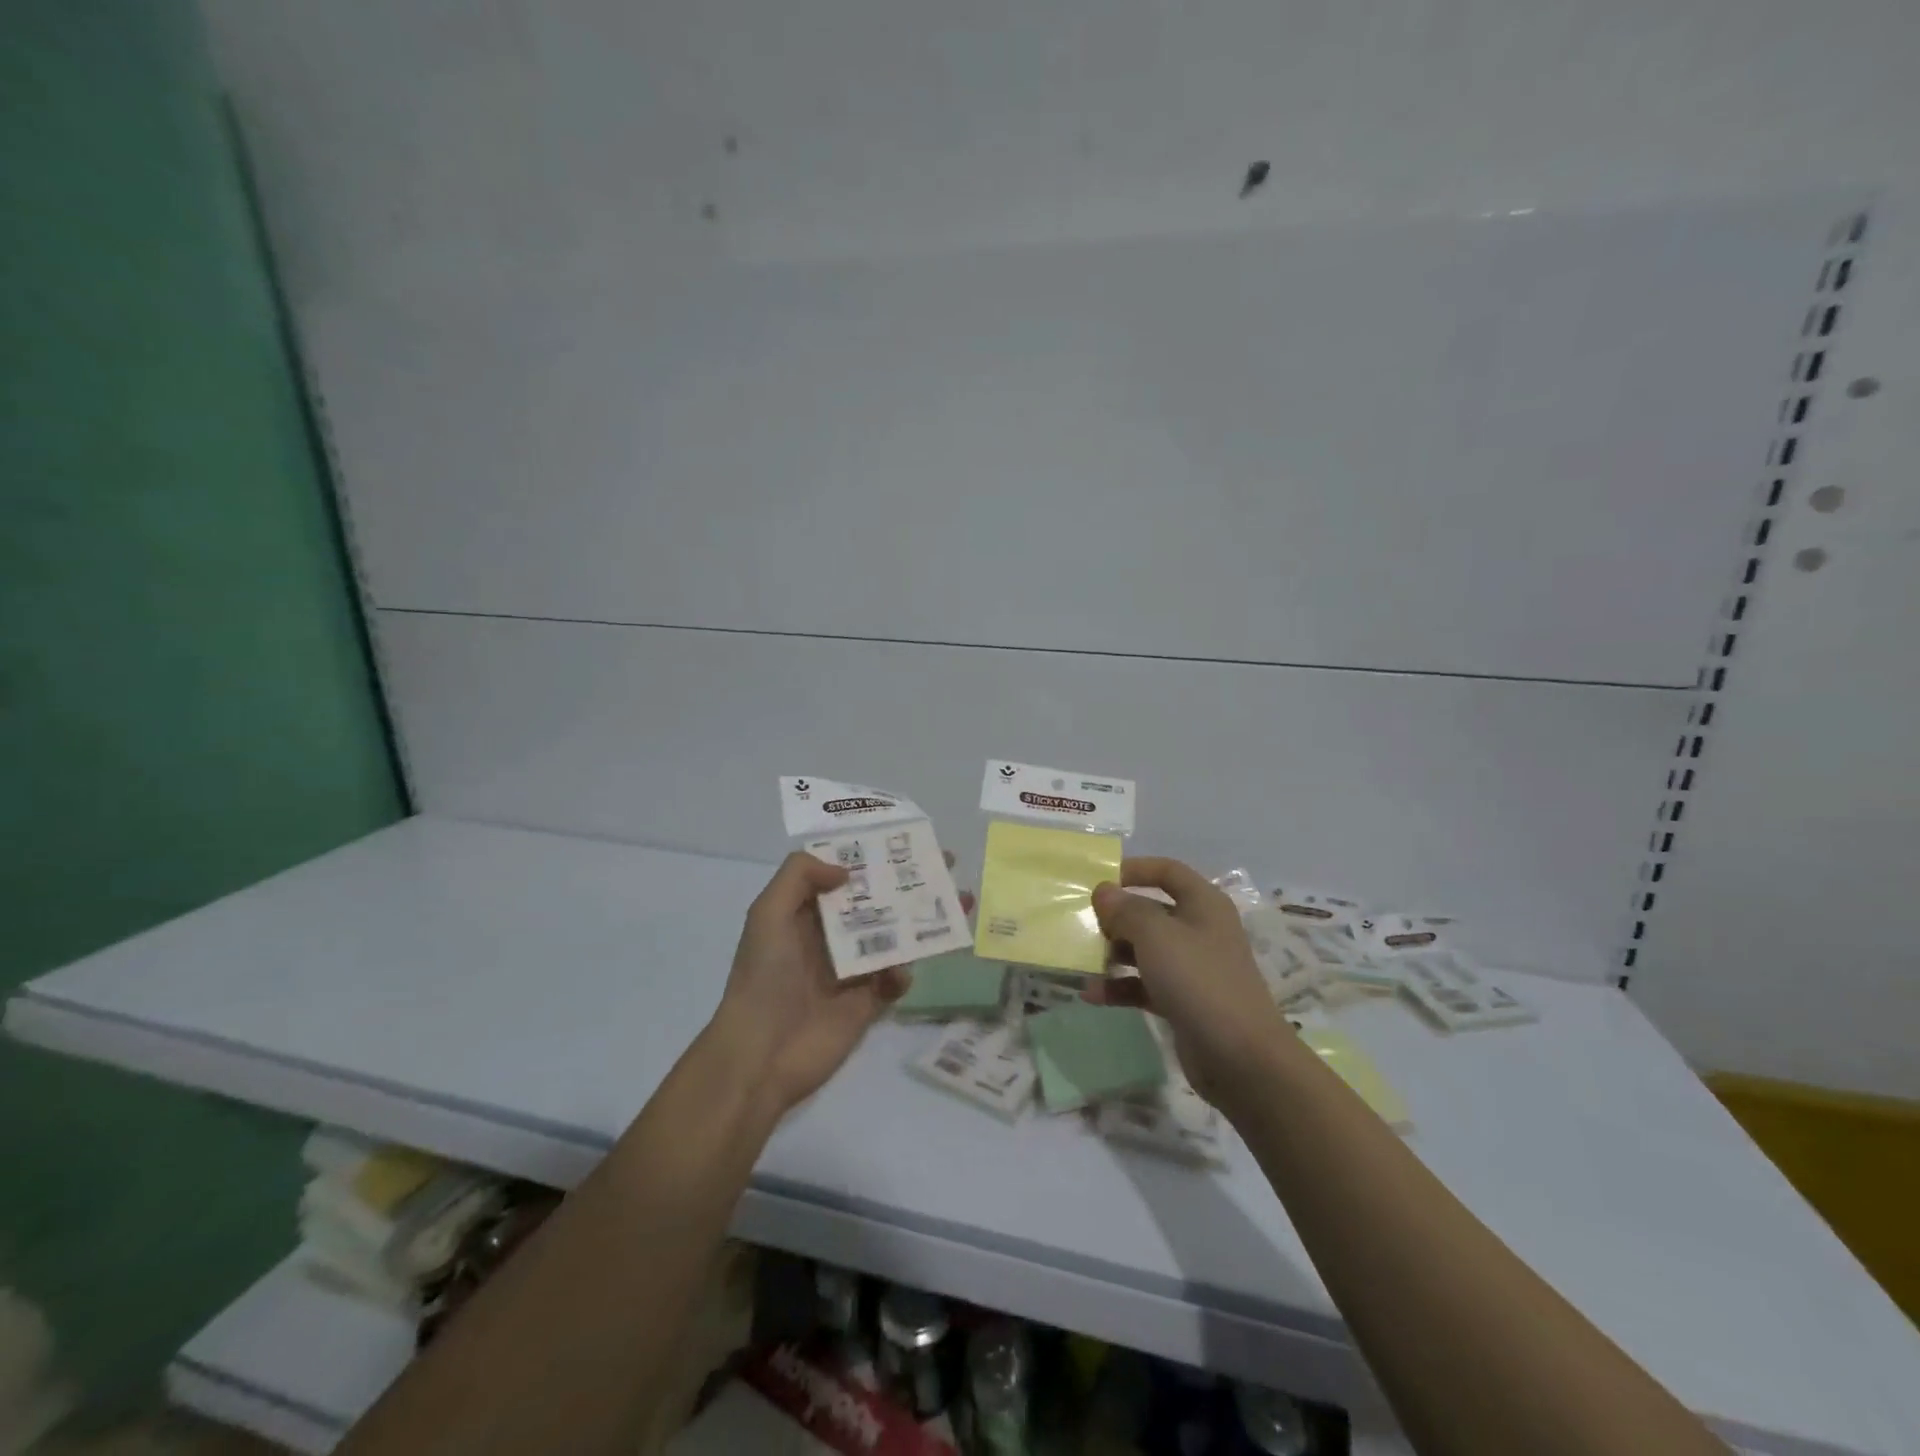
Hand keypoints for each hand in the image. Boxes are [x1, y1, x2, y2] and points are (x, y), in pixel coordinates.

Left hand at [711, 851, 969, 1117]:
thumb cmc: (764, 976)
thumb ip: (799, 876)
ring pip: (896, 936)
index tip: (906, 838)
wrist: (761, 1054)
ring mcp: (853, 970)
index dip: (873, 855)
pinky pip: (896, 979)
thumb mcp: (768, 914)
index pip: (845, 874)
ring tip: (960, 903)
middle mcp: (832, 936)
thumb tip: (846, 870)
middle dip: (910, 882)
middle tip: (948, 864)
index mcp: (807, 912)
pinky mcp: (869, 1002)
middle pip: (878, 900)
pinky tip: (900, 974)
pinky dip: (904, 973)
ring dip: (924, 920)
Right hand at [1080, 857, 1290, 1111]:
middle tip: (1082, 924)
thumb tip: (1104, 891)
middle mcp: (1199, 930)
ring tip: (1080, 960)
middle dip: (1116, 917)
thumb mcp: (1156, 935)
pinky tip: (1091, 994)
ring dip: (1113, 953)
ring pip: (1145, 949)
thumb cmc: (1198, 981)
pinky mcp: (1183, 1001)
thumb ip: (1126, 909)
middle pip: (1151, 911)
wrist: (1241, 1058)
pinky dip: (1120, 986)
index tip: (1098, 880)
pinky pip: (1144, 984)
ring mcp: (1192, 967)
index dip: (1134, 869)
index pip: (1167, 871)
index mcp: (1203, 904)